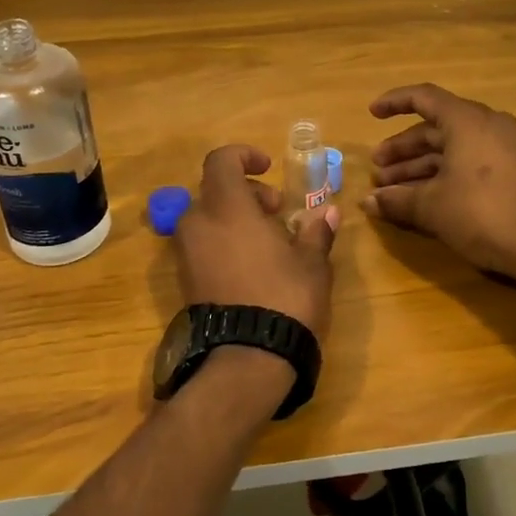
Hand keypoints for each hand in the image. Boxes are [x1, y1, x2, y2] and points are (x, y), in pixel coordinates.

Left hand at [174, 145, 340, 346]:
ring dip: (234, 218)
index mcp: (227, 208)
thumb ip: (316, 232)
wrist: (246, 359)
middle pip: (215, 190)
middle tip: (276, 210)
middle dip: (246, 192)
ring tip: (268, 241)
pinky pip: (202, 245)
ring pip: (206, 219)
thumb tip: (329, 212)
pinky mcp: (185, 282)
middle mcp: (199, 224)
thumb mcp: (311, 263)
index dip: (244, 156)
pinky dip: (223, 242)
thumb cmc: (284, 298)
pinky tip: (252, 266)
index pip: (221, 161)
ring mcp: (187, 255)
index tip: (268, 168)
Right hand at [362, 83, 515, 301]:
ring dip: (419, 166)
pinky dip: (442, 175)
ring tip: (392, 190)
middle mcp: (487, 125)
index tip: (371, 114)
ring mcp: (504, 148)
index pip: (424, 97)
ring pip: (451, 148)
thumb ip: (397, 200)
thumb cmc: (484, 215)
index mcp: (467, 120)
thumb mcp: (433, 207)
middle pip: (435, 128)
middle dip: (403, 149)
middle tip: (378, 169)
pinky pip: (468, 162)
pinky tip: (421, 199)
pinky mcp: (513, 171)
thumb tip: (368, 203)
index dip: (394, 103)